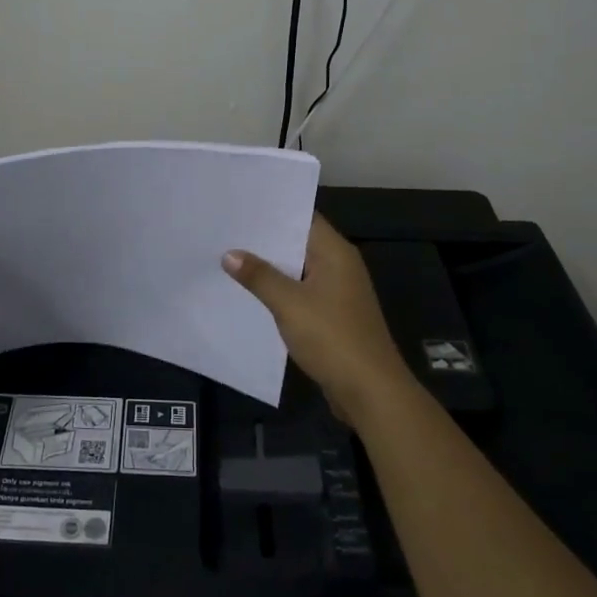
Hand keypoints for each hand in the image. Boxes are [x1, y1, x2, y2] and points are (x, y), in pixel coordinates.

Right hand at [223, 213, 416, 426]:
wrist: (370, 391)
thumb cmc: (332, 337)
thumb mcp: (289, 303)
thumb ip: (259, 276)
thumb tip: (230, 253)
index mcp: (336, 253)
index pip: (303, 218)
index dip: (273, 210)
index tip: (240, 206)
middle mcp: (340, 266)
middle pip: (299, 243)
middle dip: (265, 240)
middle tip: (225, 230)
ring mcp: (338, 292)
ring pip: (298, 270)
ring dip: (270, 268)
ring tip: (229, 257)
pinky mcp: (333, 316)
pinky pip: (301, 293)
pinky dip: (280, 291)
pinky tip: (251, 294)